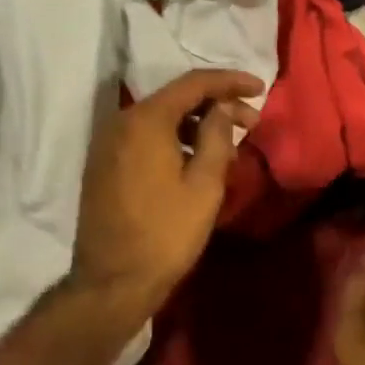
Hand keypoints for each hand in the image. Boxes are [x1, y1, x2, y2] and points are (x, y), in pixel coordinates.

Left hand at [68, 69, 262, 329]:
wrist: (111, 283)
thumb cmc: (165, 234)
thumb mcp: (204, 186)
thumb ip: (217, 136)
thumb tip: (222, 107)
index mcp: (146, 119)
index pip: (193, 83)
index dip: (229, 81)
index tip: (260, 87)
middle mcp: (122, 120)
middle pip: (176, 98)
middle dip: (215, 104)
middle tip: (251, 121)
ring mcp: (108, 141)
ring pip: (160, 118)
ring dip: (195, 123)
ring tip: (228, 143)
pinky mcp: (104, 162)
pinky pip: (145, 136)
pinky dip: (173, 138)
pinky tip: (196, 158)